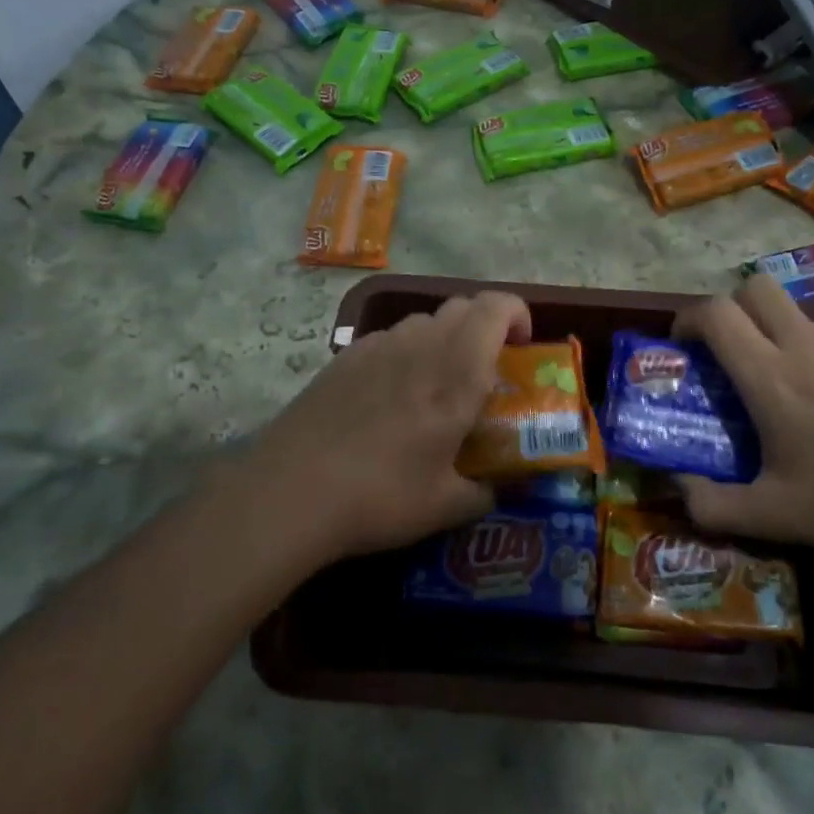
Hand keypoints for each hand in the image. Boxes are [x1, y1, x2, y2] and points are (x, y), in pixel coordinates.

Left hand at [239, 291, 531, 564]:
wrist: (292, 491)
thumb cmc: (381, 495)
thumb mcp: (444, 507)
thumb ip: (482, 494)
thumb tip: (495, 491)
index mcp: (457, 373)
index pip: (496, 308)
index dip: (517, 314)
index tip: (522, 347)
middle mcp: (420, 345)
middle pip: (462, 306)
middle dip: (484, 328)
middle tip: (485, 371)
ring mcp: (377, 347)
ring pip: (423, 321)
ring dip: (443, 340)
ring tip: (435, 387)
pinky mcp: (343, 358)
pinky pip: (387, 339)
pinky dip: (404, 354)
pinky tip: (389, 399)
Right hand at [672, 275, 813, 556]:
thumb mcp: (775, 518)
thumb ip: (711, 506)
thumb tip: (674, 489)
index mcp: (772, 378)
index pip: (717, 314)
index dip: (687, 319)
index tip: (681, 346)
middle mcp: (805, 347)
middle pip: (755, 287)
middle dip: (729, 308)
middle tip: (726, 352)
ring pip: (793, 311)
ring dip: (770, 330)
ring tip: (777, 384)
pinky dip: (809, 351)